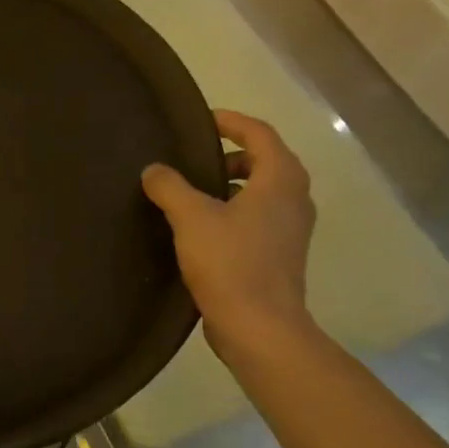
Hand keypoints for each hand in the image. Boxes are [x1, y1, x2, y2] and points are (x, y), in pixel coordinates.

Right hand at [142, 110, 316, 357]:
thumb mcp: (191, 218)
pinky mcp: (281, 255)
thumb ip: (169, 187)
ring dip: (232, 186)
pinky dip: (235, 211)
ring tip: (193, 194)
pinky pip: (259, 218)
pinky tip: (202, 229)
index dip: (231, 121)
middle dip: (231, 155)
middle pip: (265, 161)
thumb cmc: (230, 263)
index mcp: (280, 180)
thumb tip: (154, 170)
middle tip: (195, 160)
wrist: (259, 327)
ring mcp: (292, 230)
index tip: (202, 120)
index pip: (260, 134)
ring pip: (263, 192)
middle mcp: (294, 199)